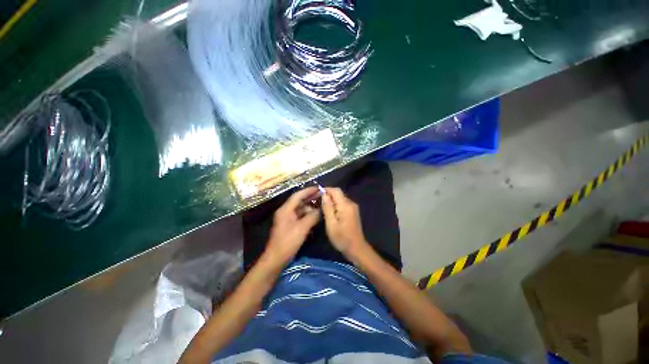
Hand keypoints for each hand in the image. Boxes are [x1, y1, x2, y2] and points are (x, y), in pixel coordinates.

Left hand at [265, 187, 319, 264]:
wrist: (276, 258)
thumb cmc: (288, 242)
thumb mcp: (302, 228)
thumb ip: (312, 217)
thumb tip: (320, 210)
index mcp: (286, 209)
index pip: (297, 195)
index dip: (308, 191)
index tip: (319, 188)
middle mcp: (285, 211)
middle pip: (299, 201)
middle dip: (310, 198)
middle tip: (322, 196)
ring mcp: (287, 218)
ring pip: (300, 209)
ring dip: (310, 208)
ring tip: (320, 207)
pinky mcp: (289, 225)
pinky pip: (300, 216)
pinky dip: (307, 215)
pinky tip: (315, 217)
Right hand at [321, 187, 367, 255]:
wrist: (356, 248)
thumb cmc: (342, 238)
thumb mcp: (331, 223)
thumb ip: (327, 208)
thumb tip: (324, 194)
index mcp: (345, 205)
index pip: (336, 190)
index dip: (326, 189)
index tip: (316, 194)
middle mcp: (351, 203)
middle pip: (338, 193)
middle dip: (328, 195)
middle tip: (318, 202)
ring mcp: (353, 207)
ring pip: (340, 198)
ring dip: (331, 200)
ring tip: (322, 207)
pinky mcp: (353, 212)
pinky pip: (343, 204)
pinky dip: (336, 205)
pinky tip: (330, 212)